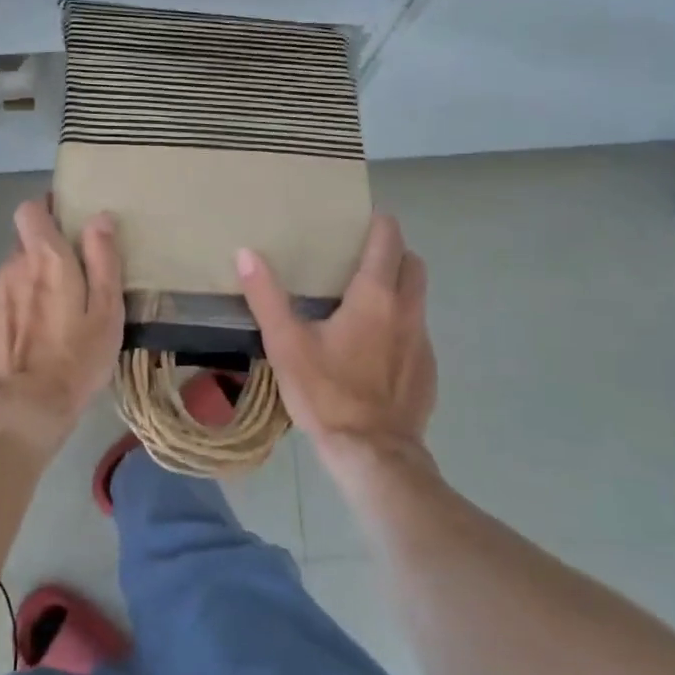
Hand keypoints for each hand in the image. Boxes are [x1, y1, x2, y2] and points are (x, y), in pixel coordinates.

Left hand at [0, 199, 123, 458]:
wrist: (22, 408)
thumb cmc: (76, 359)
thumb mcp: (107, 312)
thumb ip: (103, 260)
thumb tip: (99, 218)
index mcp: (46, 257)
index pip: (31, 209)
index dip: (47, 210)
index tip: (66, 224)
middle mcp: (13, 265)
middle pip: (25, 243)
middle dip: (45, 254)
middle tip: (71, 283)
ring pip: (13, 273)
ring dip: (30, 283)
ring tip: (51, 318)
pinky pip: (1, 300)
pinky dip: (15, 308)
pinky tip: (29, 338)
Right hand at [236, 214, 436, 473]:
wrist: (373, 454)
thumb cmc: (327, 393)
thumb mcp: (286, 344)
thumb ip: (266, 296)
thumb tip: (246, 253)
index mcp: (375, 297)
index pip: (388, 240)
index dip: (378, 224)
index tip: (360, 220)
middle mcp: (408, 311)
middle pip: (412, 264)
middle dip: (393, 252)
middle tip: (360, 258)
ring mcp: (423, 342)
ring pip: (418, 298)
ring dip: (398, 289)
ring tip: (363, 301)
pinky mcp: (428, 370)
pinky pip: (417, 332)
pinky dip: (400, 325)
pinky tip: (373, 349)